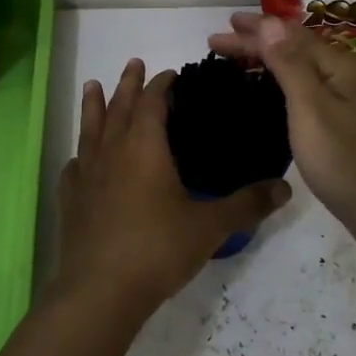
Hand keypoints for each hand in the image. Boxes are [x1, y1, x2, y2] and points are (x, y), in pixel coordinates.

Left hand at [57, 57, 291, 315]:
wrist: (100, 291)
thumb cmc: (157, 249)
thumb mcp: (210, 226)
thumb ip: (247, 204)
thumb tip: (285, 188)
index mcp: (145, 147)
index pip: (152, 102)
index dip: (162, 84)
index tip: (171, 74)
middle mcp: (112, 151)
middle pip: (119, 107)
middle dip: (128, 83)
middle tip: (133, 63)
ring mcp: (87, 175)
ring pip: (90, 128)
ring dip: (94, 105)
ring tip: (92, 85)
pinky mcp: (70, 200)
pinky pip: (74, 166)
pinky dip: (80, 154)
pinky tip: (79, 159)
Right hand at [208, 14, 355, 258]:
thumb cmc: (345, 159)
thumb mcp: (311, 108)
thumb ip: (290, 64)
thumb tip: (270, 21)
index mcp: (339, 65)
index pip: (288, 36)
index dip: (253, 33)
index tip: (219, 33)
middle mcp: (345, 76)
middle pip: (295, 49)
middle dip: (258, 43)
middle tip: (219, 41)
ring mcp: (347, 101)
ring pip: (301, 70)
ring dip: (268, 61)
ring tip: (239, 60)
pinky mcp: (344, 125)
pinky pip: (305, 91)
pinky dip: (281, 84)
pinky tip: (270, 93)